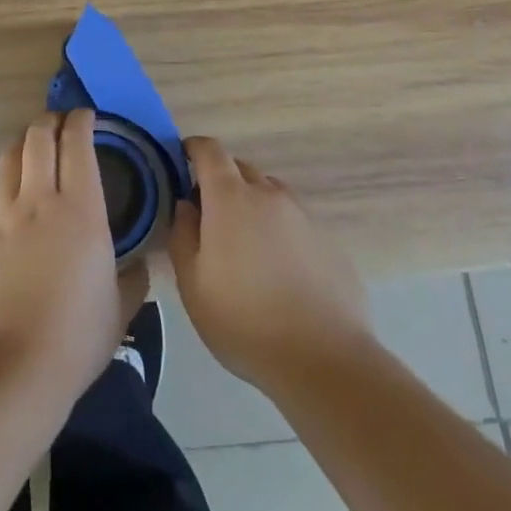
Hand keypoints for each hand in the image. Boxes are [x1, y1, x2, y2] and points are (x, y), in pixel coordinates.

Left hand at [0, 110, 122, 412]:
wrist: (12, 370)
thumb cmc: (76, 338)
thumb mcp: (122, 309)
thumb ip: (134, 276)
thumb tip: (139, 262)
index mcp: (80, 209)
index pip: (77, 143)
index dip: (81, 121)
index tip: (88, 117)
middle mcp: (39, 199)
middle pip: (38, 136)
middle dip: (51, 121)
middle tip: (61, 126)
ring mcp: (3, 215)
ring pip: (10, 156)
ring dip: (24, 143)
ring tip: (34, 149)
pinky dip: (5, 184)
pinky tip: (11, 199)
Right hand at [169, 136, 371, 392]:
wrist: (325, 361)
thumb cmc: (245, 322)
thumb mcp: (193, 284)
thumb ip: (182, 234)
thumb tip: (186, 205)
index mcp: (231, 198)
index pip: (210, 150)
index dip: (193, 149)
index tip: (182, 163)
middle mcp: (269, 194)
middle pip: (240, 169)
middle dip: (221, 182)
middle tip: (209, 218)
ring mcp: (303, 215)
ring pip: (270, 194)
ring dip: (253, 206)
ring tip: (247, 247)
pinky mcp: (329, 240)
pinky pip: (295, 221)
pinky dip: (280, 231)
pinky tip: (280, 271)